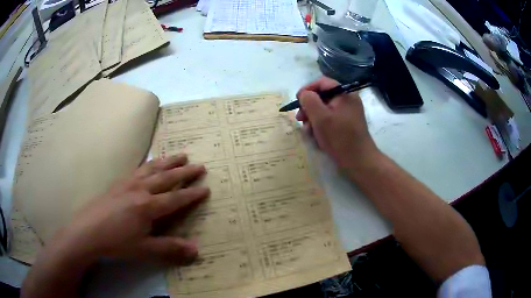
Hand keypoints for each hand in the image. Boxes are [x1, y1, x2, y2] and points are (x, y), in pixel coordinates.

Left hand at [54, 154, 209, 264]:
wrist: (87, 231)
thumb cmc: (117, 242)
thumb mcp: (145, 249)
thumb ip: (170, 248)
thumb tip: (196, 250)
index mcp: (148, 206)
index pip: (176, 198)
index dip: (192, 194)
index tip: (206, 187)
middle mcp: (140, 189)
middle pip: (166, 177)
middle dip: (184, 171)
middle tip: (199, 164)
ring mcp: (128, 183)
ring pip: (153, 168)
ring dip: (168, 161)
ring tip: (180, 155)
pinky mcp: (118, 182)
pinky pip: (138, 168)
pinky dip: (149, 163)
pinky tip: (150, 163)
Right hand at [296, 77, 378, 169]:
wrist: (359, 161)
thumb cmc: (340, 138)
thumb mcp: (320, 117)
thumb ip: (309, 101)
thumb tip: (304, 94)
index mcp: (344, 94)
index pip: (322, 82)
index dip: (307, 89)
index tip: (297, 101)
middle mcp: (347, 100)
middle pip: (323, 96)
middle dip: (309, 107)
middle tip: (300, 119)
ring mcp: (348, 113)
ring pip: (325, 109)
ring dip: (313, 118)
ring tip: (308, 131)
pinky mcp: (347, 124)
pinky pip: (330, 119)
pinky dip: (321, 125)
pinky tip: (317, 136)